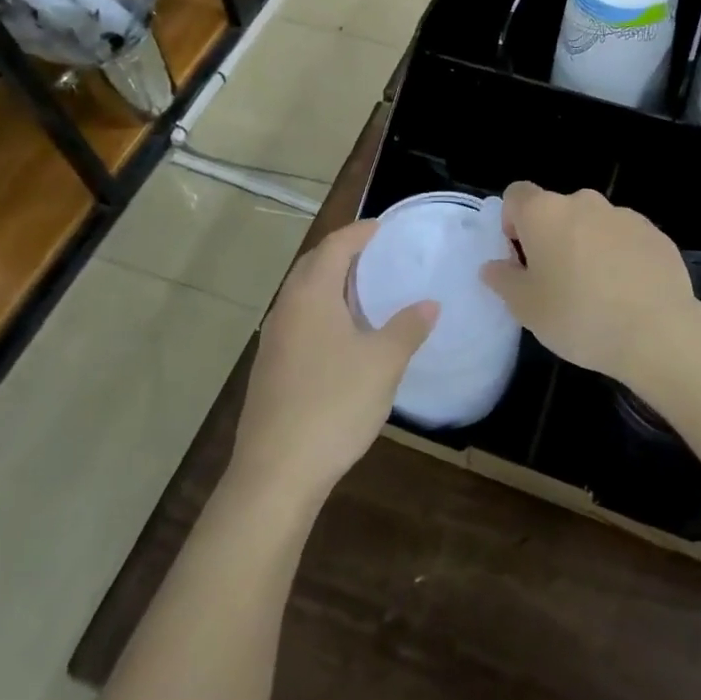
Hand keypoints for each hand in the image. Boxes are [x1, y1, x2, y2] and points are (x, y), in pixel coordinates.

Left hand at [229, 219, 436, 507]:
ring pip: (301, 294)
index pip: (335, 246)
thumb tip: (430, 304)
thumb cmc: (333, 404)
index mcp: (311, 295)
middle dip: (341, 252)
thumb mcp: (383, 363)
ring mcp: (273, 340)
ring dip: (329, 282)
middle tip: (375, 253)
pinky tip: (341, 334)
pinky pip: (297, 319)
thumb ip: (408, 327)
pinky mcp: (270, 368)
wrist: (276, 473)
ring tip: (363, 289)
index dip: (359, 232)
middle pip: (312, 264)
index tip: (383, 227)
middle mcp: (286, 308)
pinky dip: (320, 310)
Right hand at [480, 182, 694, 385]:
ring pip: (593, 224)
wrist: (657, 332)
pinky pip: (626, 239)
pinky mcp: (655, 233)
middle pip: (557, 210)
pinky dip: (621, 257)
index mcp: (545, 212)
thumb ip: (504, 280)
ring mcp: (624, 214)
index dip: (513, 221)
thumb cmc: (579, 316)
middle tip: (556, 282)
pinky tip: (628, 293)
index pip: (516, 194)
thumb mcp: (527, 308)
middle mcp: (583, 202)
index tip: (521, 257)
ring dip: (588, 246)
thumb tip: (494, 266)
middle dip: (552, 237)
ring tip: (597, 292)